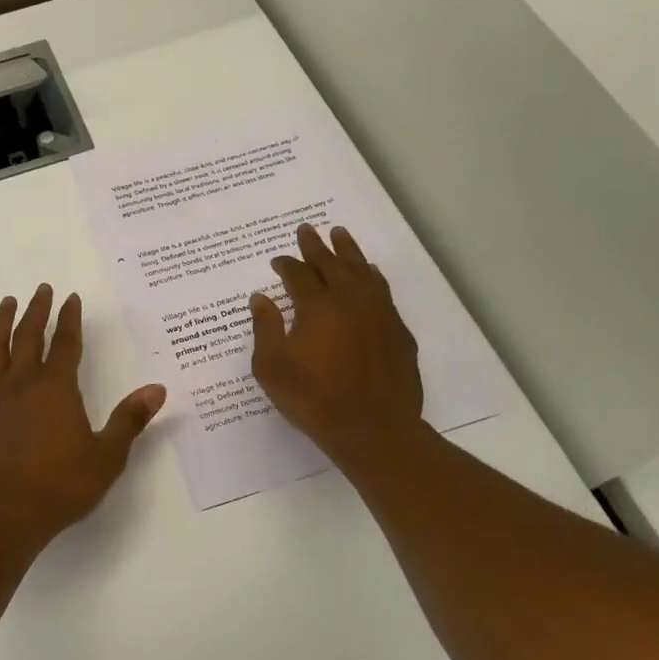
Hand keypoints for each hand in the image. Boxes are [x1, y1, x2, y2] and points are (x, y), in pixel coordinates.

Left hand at [0, 285, 165, 548]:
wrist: (5, 516)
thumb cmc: (61, 486)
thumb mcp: (107, 456)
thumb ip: (130, 419)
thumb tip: (157, 388)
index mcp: (57, 388)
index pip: (66, 343)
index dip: (70, 318)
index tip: (70, 298)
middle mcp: (23, 384)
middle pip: (28, 337)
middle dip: (36, 310)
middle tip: (40, 289)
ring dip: (0, 324)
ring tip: (6, 303)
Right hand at [250, 225, 426, 474]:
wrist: (373, 429)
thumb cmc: (314, 399)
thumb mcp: (272, 368)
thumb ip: (265, 328)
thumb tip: (261, 298)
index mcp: (317, 306)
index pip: (298, 275)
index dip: (286, 265)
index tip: (278, 260)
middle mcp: (350, 300)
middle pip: (331, 263)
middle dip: (316, 246)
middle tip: (307, 230)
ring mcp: (379, 313)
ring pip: (362, 271)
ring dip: (348, 251)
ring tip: (340, 235)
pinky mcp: (397, 331)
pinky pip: (382, 291)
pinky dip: (372, 276)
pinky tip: (369, 274)